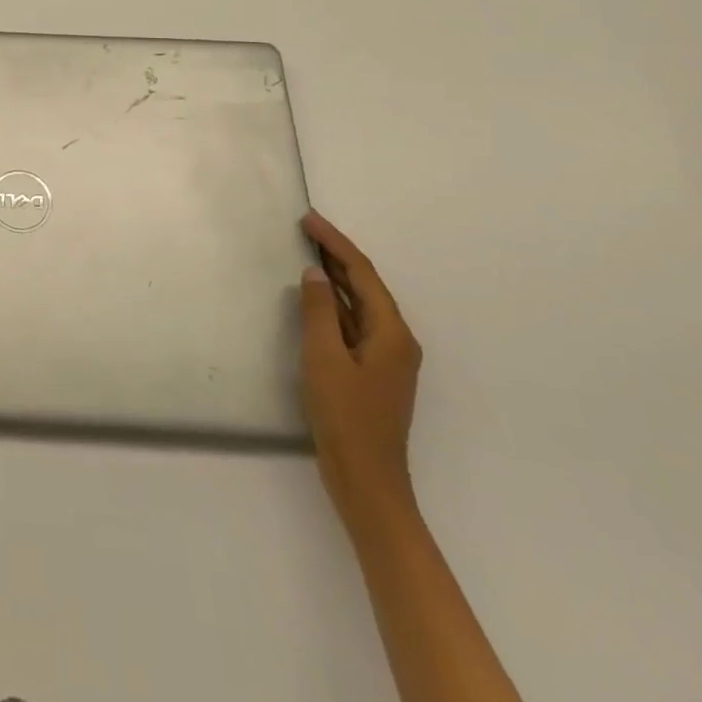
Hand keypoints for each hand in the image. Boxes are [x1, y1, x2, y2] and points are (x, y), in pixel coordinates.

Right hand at [299, 210, 421, 522]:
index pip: (362, 274)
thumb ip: (318, 312)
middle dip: (337, 255)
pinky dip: (334, 304)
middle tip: (305, 229)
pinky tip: (315, 299)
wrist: (367, 481)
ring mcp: (386, 358)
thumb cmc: (345, 416)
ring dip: (335, 278)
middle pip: (365, 286)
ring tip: (307, 253)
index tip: (308, 220)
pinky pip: (353, 324)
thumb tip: (315, 273)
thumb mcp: (324, 358)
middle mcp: (396, 340)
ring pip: (359, 305)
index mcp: (391, 333)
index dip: (335, 243)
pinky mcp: (372, 372)